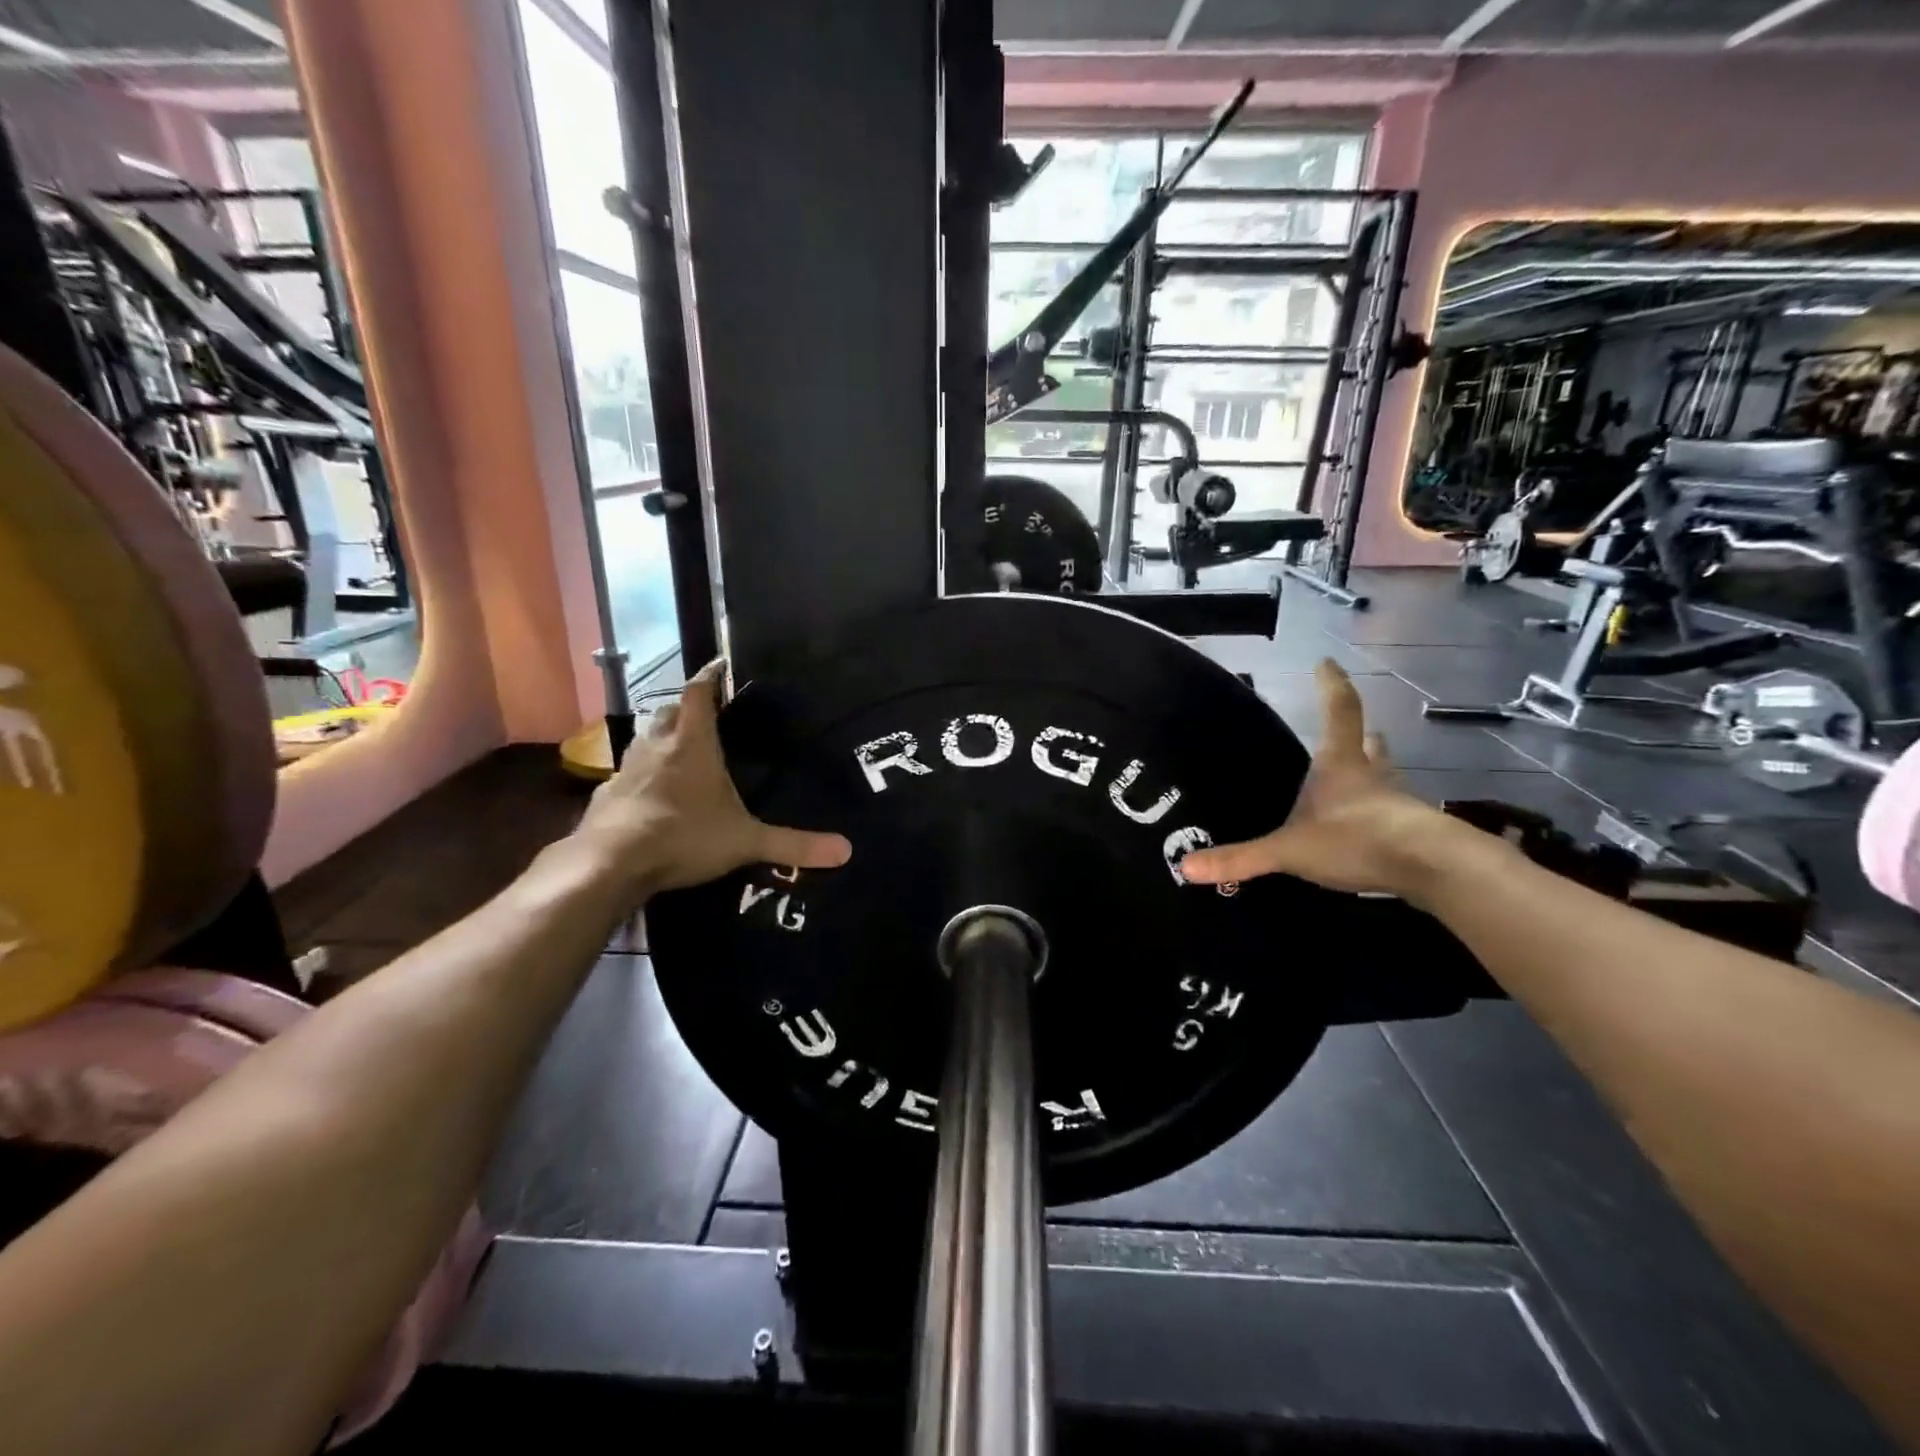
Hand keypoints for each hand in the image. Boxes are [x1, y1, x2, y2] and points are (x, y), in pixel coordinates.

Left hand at [574, 662, 852, 893]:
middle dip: (687, 708)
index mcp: (692, 744)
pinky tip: (650, 793)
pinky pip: (627, 772)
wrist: (610, 864)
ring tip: (680, 749)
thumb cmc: (684, 837)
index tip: (721, 664)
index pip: (699, 693)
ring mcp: (627, 768)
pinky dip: (641, 773)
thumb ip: (793, 844)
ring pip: (645, 738)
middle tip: (706, 715)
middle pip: (669, 711)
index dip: (711, 676)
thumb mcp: (746, 841)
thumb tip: (846, 850)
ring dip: (662, 736)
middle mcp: (657, 746)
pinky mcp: (607, 794)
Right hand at [1180, 660, 1456, 897]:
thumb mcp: (1289, 850)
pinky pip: (1397, 814)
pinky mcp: (1415, 831)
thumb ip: (1241, 858)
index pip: (1338, 711)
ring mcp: (1398, 803)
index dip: (1330, 685)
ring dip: (1376, 773)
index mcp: (1341, 764)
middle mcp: (1372, 775)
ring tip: (1362, 779)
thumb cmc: (1356, 839)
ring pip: (1387, 778)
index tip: (1326, 661)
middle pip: (1371, 744)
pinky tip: (1374, 829)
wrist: (1431, 868)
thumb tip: (1186, 867)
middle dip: (1362, 736)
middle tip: (1355, 733)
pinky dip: (1384, 814)